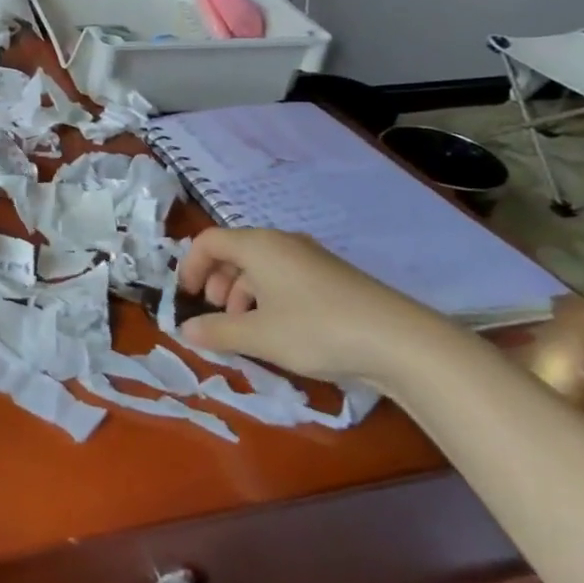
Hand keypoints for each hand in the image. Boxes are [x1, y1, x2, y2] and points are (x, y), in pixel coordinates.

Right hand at [177, 228, 453, 382]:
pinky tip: (279, 330)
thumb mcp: (259, 336)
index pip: (209, 241)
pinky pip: (285, 278)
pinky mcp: (332, 278)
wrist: (399, 341)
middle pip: (235, 252)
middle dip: (218, 282)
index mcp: (258, 245)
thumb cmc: (316, 329)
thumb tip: (184, 330)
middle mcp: (282, 243)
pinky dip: (269, 297)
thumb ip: (217, 331)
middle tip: (217, 314)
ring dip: (243, 292)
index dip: (191, 266)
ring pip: (261, 267)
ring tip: (247, 328)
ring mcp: (310, 258)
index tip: (187, 297)